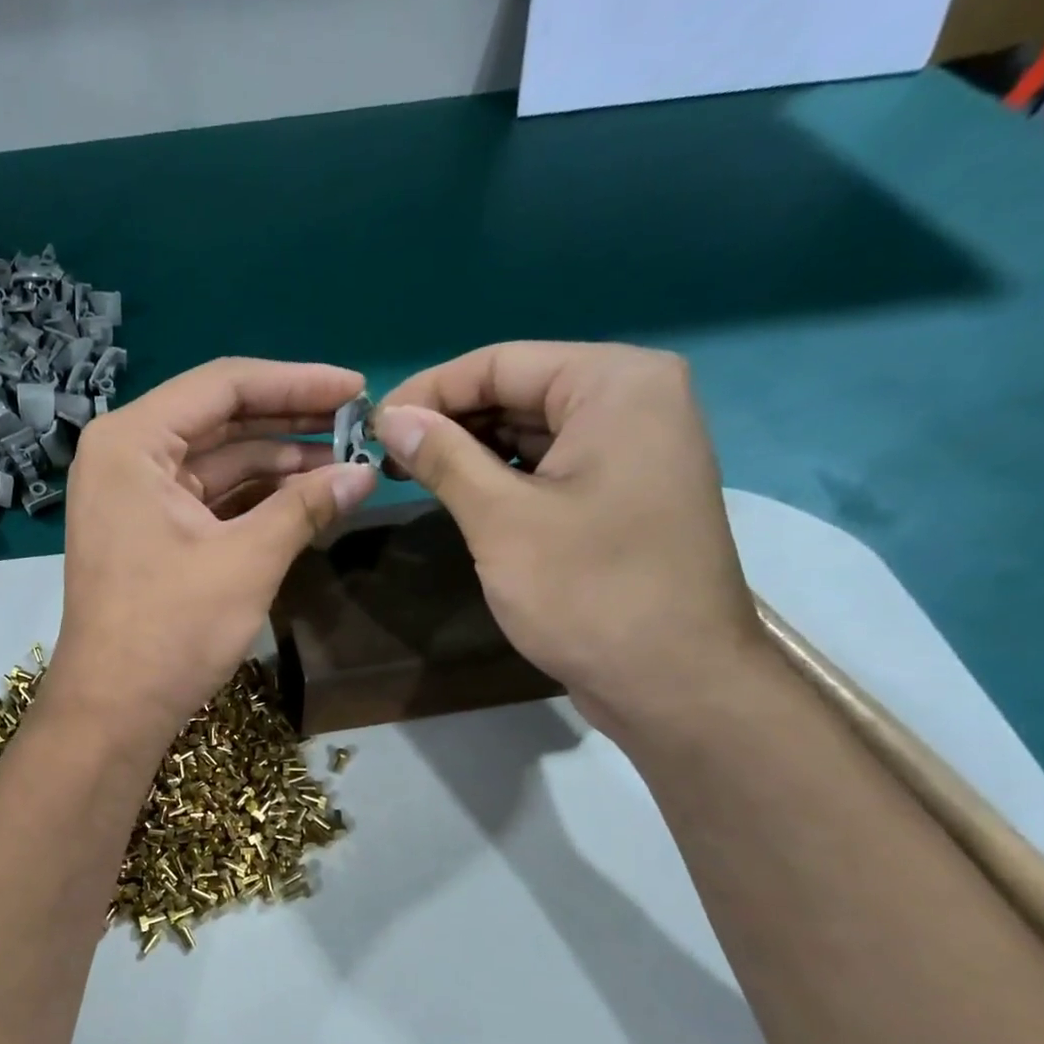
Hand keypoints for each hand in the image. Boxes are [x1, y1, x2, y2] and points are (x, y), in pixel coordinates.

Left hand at [45, 357, 377, 745]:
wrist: (113, 710)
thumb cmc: (171, 630)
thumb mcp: (247, 561)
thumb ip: (306, 506)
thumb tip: (367, 473)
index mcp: (132, 442)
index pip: (224, 386)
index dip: (297, 383)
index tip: (357, 389)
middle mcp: (124, 455)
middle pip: (219, 419)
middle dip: (290, 422)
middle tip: (358, 424)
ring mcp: (131, 495)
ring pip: (216, 460)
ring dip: (277, 463)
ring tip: (344, 464)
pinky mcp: (144, 530)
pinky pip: (206, 496)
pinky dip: (252, 498)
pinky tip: (305, 498)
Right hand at [376, 341, 761, 736]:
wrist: (673, 680)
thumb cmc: (589, 591)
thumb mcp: (502, 519)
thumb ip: (444, 457)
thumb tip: (390, 417)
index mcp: (615, 384)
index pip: (501, 363)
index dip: (429, 391)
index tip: (371, 427)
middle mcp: (633, 400)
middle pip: (518, 390)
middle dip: (448, 421)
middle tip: (383, 457)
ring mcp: (633, 448)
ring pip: (530, 429)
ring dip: (470, 450)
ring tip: (410, 475)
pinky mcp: (622, 491)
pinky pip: (549, 464)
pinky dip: (502, 475)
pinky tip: (458, 495)